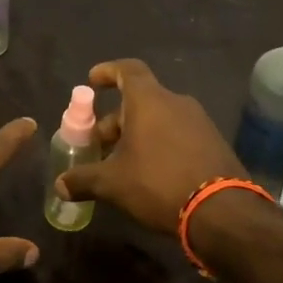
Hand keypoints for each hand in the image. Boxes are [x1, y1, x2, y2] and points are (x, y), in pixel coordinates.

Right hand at [55, 59, 247, 233]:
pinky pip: (178, 134)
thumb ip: (83, 180)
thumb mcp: (113, 184)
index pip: (128, 70)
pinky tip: (150, 173)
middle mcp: (176, 103)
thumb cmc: (158, 184)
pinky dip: (159, 144)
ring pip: (159, 119)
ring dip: (137, 134)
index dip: (108, 71)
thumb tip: (60, 185)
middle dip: (116, 119)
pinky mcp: (214, 143)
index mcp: (149, 101)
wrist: (222, 212)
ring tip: (122, 162)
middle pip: (140, 100)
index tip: (93, 81)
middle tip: (99, 143)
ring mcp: (199, 122)